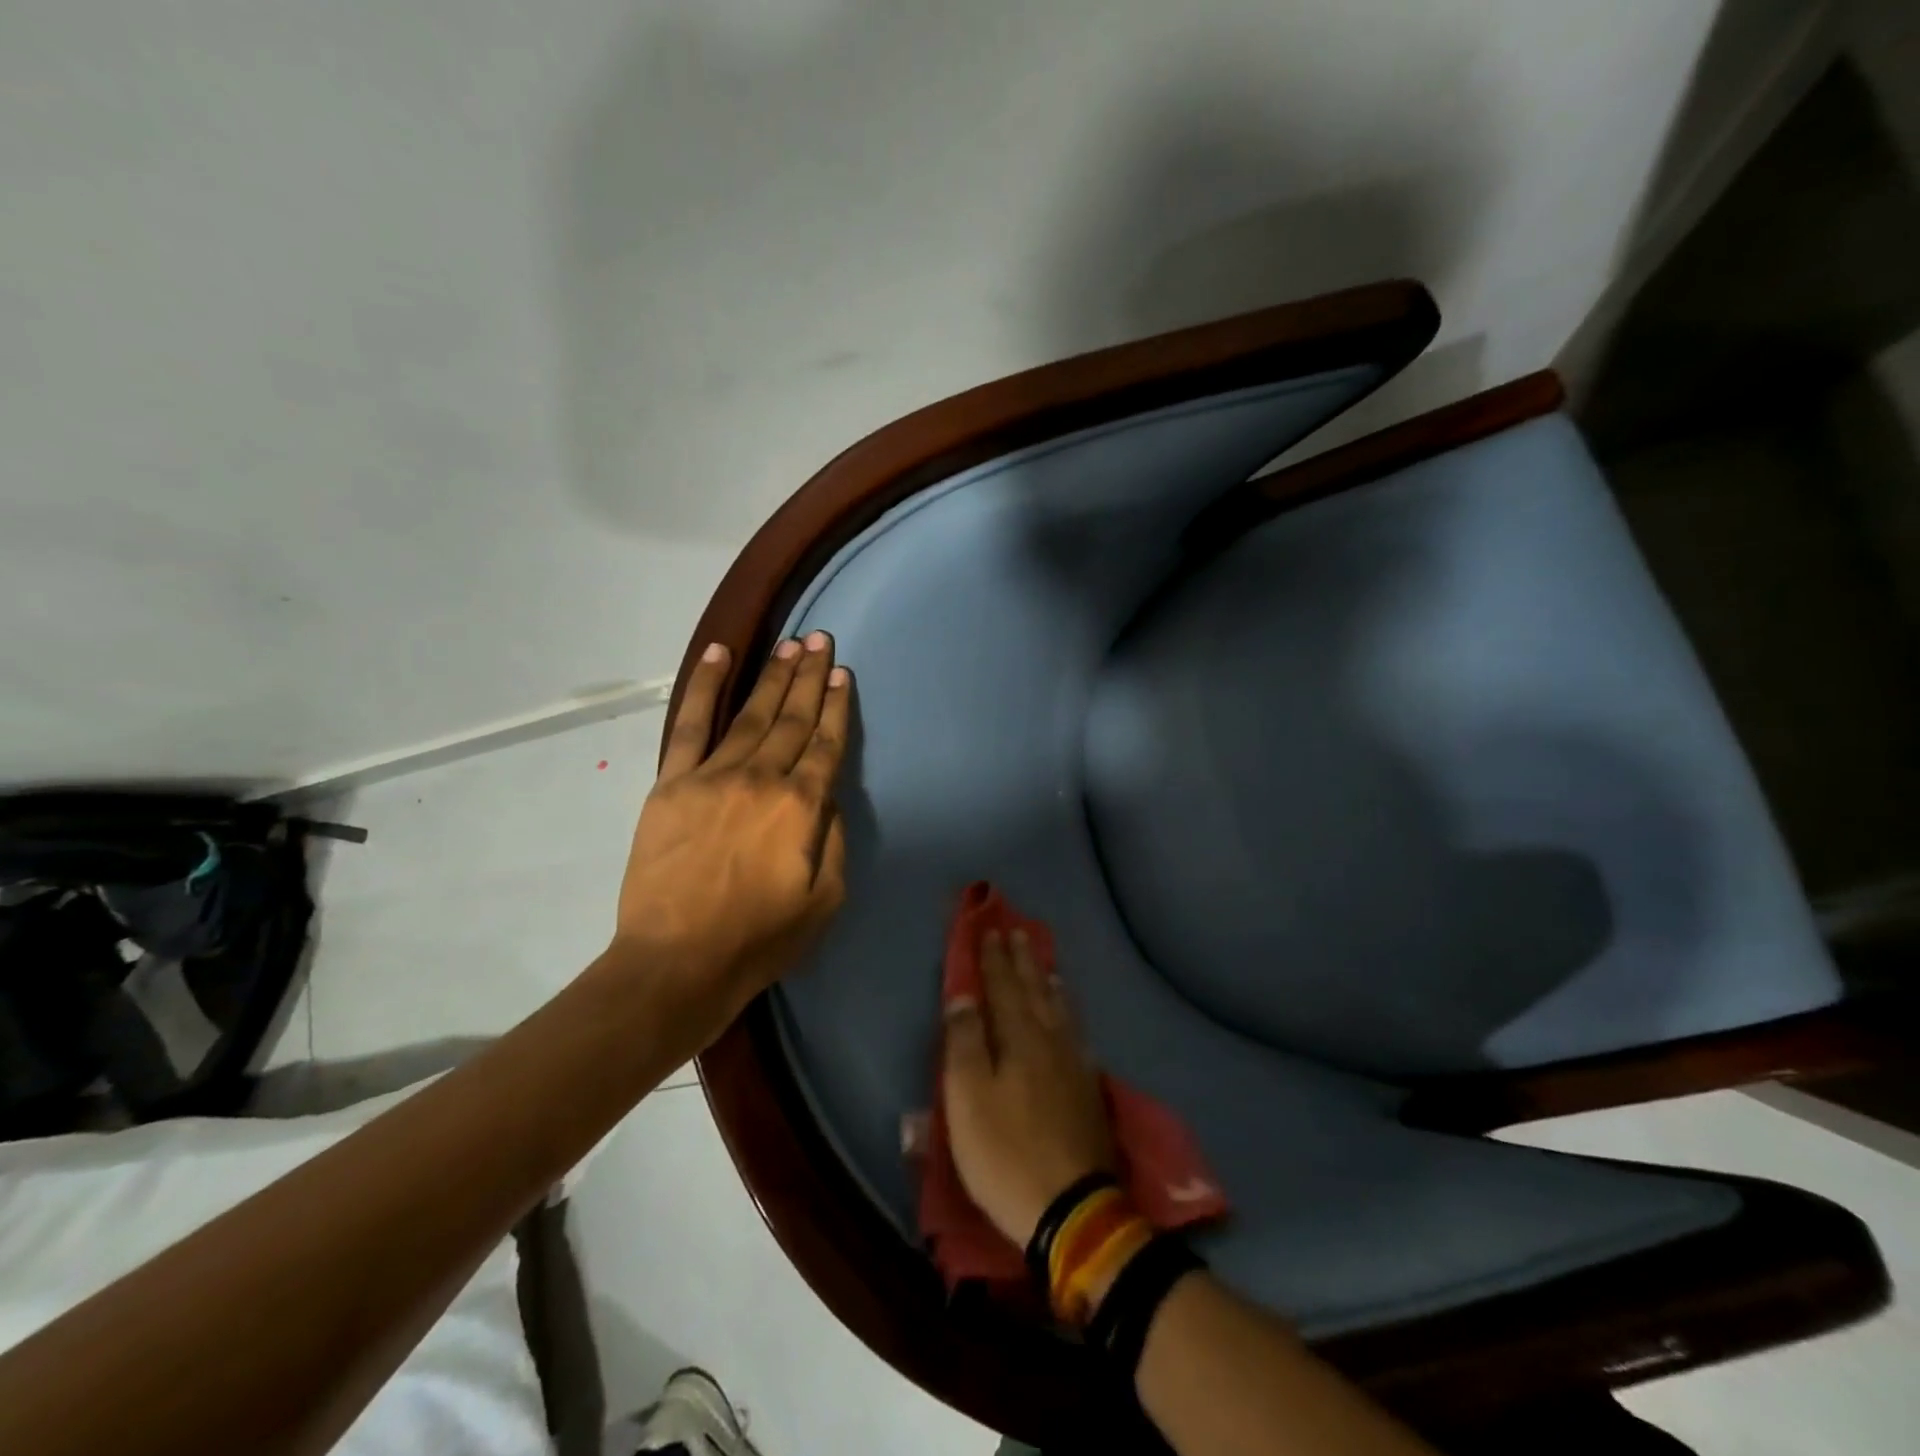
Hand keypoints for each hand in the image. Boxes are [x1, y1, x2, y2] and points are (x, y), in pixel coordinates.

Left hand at [614, 632, 850, 1049]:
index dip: (837, 707)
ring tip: (791, 645)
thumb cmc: (759, 938)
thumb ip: (832, 839)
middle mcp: (761, 778)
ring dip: (774, 677)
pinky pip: (690, 724)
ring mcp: (713, 775)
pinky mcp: (672, 783)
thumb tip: (826, 795)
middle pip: (792, 719)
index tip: (843, 675)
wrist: (677, 962)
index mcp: (801, 807)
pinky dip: (705, 686)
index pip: (826, 744)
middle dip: (810, 678)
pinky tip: (720, 655)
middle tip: (822, 640)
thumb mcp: (825, 900)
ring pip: (751, 714)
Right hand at [943, 928, 1115, 1245]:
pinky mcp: (1088, 1090)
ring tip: (1046, 965)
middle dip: (1023, 961)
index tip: (990, 929)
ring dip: (1048, 983)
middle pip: (1035, 991)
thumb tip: (964, 996)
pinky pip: (1076, 1033)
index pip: (1003, 987)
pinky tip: (1069, 1018)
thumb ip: (965, 1042)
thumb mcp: (968, 1098)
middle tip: (1019, 931)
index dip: (994, 959)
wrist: (1071, 1208)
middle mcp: (1050, 1041)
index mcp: (1019, 1038)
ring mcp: (1074, 1065)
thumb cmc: (1005, 1152)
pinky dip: (1068, 1014)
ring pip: (1060, 1010)